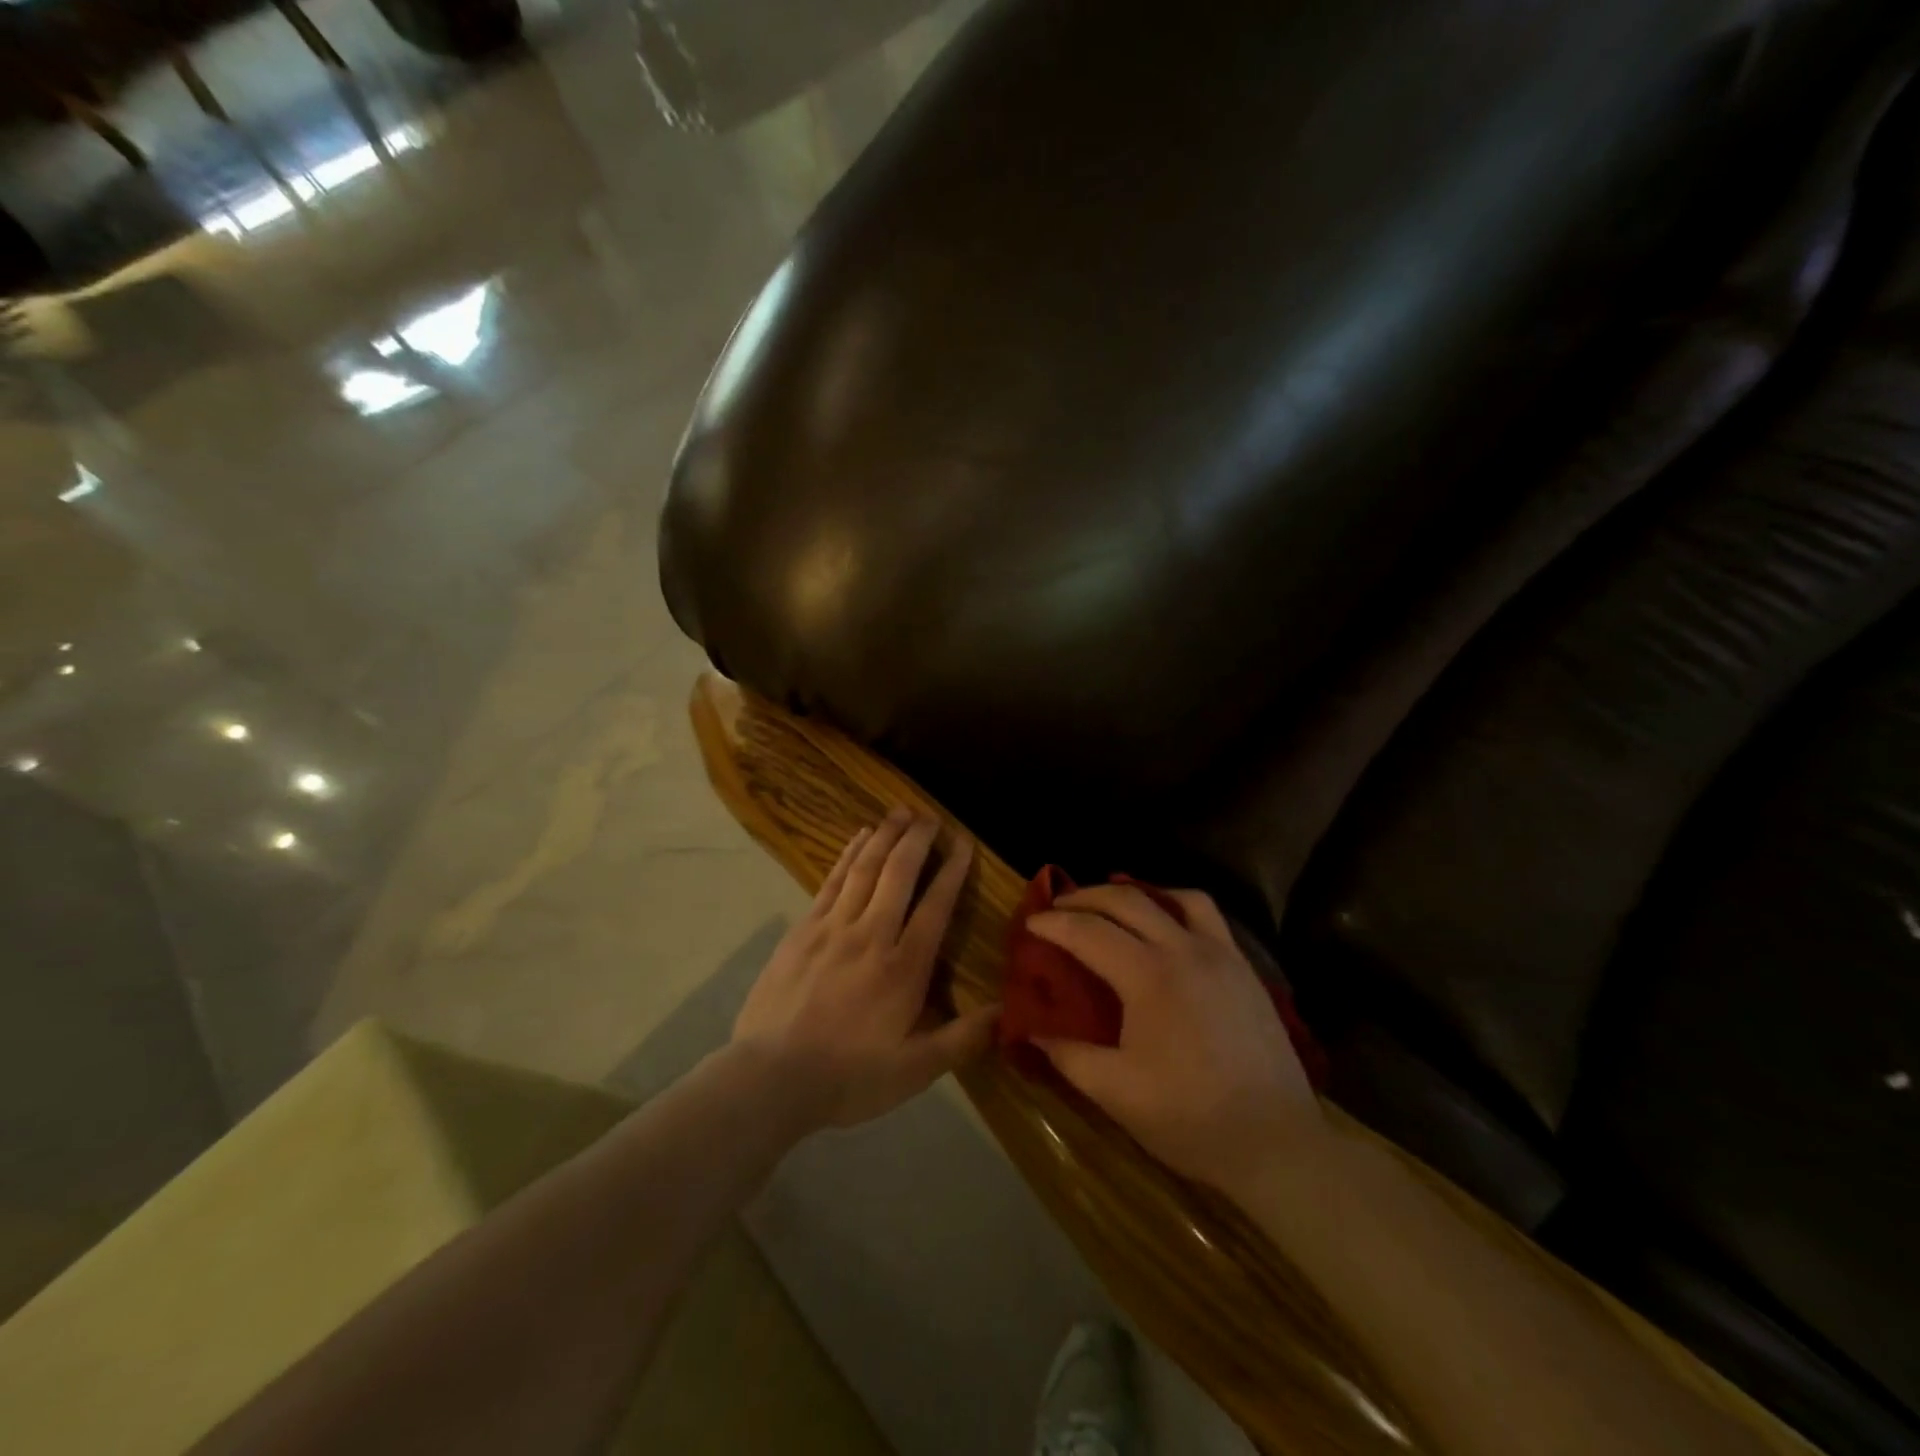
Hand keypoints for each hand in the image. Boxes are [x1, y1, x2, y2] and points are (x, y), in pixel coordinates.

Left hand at [733, 809, 999, 1129]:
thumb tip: (1007, 1011)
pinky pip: (831, 881)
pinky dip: (848, 855)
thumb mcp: (914, 1071)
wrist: (770, 1079)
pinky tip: (857, 839)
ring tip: (898, 811)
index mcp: (903, 967)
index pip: (935, 906)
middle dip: (917, 840)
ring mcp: (832, 928)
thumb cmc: (848, 1077)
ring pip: (864, 869)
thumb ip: (962, 1039)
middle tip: (930, 815)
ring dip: (884, 836)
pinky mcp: (803, 930)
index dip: (952, 871)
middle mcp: (871, 935)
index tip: (962, 843)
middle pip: (898, 874)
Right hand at [1027, 884, 1323, 1190]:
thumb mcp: (1117, 1092)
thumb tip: (1033, 1032)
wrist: (1278, 1143)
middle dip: (1087, 896)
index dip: (1055, 923)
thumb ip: (1069, 1056)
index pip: (1090, 932)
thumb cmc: (1191, 1118)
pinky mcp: (1245, 968)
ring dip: (1136, 893)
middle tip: (1060, 905)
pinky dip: (1177, 906)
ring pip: (1175, 897)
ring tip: (1114, 908)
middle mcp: (1185, 950)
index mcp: (1149, 976)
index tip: (1032, 922)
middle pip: (1127, 900)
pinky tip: (1167, 930)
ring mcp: (1221, 955)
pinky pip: (1207, 916)